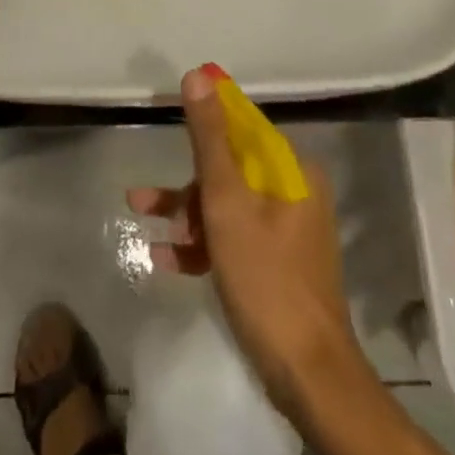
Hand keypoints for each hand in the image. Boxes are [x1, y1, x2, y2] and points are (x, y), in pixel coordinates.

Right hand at [127, 67, 358, 415]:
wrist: (309, 377)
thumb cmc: (266, 279)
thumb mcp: (227, 203)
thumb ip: (209, 138)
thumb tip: (198, 76)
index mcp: (291, 169)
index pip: (242, 126)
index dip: (205, 120)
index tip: (169, 118)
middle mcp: (293, 191)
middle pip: (230, 169)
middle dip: (187, 185)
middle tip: (148, 200)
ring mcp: (286, 229)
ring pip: (227, 205)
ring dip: (187, 215)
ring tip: (146, 224)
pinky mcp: (277, 263)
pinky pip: (234, 237)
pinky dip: (203, 244)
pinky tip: (167, 258)